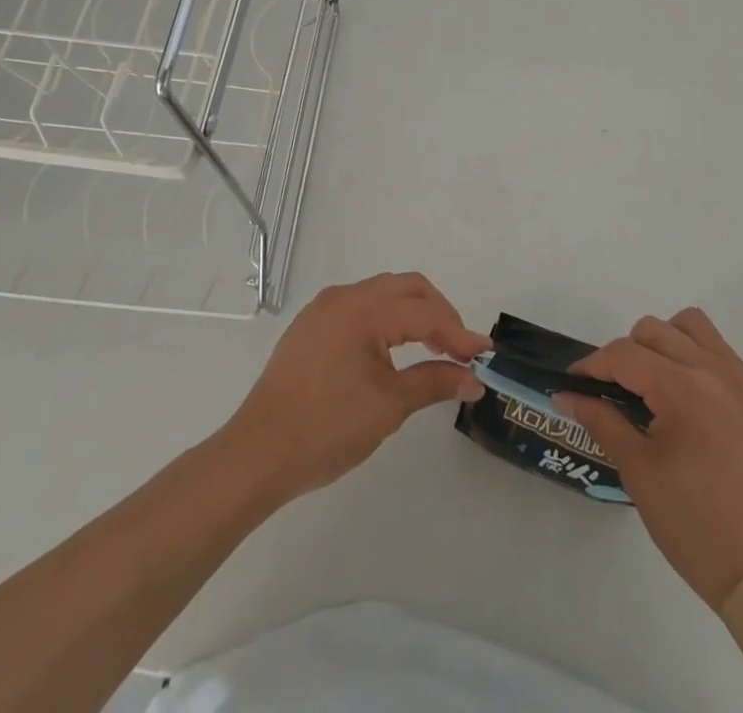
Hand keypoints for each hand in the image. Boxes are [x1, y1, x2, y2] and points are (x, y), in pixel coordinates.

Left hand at [222, 272, 489, 502]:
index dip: (458, 333)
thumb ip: (434, 382)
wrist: (258, 454)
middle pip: (407, 288)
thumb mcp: (388, 407)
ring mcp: (324, 308)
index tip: (485, 354)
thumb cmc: (326, 429)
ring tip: (434, 347)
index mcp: (363, 310)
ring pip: (383, 292)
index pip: (424, 313)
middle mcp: (343, 297)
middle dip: (440, 313)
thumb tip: (473, 378)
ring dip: (414, 311)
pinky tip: (394, 347)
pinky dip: (388, 317)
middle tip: (460, 348)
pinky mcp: (312, 325)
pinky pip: (361, 305)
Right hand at [559, 309, 742, 608]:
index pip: (625, 354)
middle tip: (613, 390)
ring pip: (693, 326)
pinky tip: (689, 403)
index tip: (574, 383)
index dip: (592, 365)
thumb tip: (567, 395)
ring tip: (653, 382)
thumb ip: (601, 420)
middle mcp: (716, 372)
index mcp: (684, 390)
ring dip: (664, 342)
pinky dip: (696, 360)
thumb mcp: (638, 472)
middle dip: (625, 353)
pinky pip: (722, 354)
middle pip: (655, 330)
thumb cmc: (693, 526)